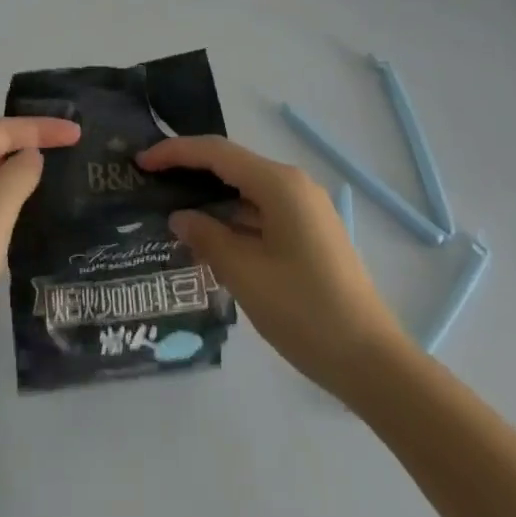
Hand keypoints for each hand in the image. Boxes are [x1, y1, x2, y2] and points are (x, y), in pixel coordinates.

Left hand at [0, 115, 80, 402]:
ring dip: (16, 173)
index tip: (77, 132)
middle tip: (70, 147)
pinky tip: (22, 214)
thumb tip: (31, 156)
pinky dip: (4, 202)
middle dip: (28, 144)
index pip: (0, 130)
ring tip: (53, 173)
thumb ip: (18, 175)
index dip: (40, 128)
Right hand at [137, 134, 409, 395]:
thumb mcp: (245, 275)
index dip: (175, 153)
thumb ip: (207, 238)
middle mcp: (293, 184)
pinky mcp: (310, 233)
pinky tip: (211, 236)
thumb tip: (180, 216)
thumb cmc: (305, 312)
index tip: (141, 161)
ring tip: (172, 208)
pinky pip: (262, 211)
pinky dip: (233, 217)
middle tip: (151, 181)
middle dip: (190, 170)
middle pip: (232, 165)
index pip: (216, 153)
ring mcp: (306, 209)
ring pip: (247, 189)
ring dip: (212, 197)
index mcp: (279, 184)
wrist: (374, 363)